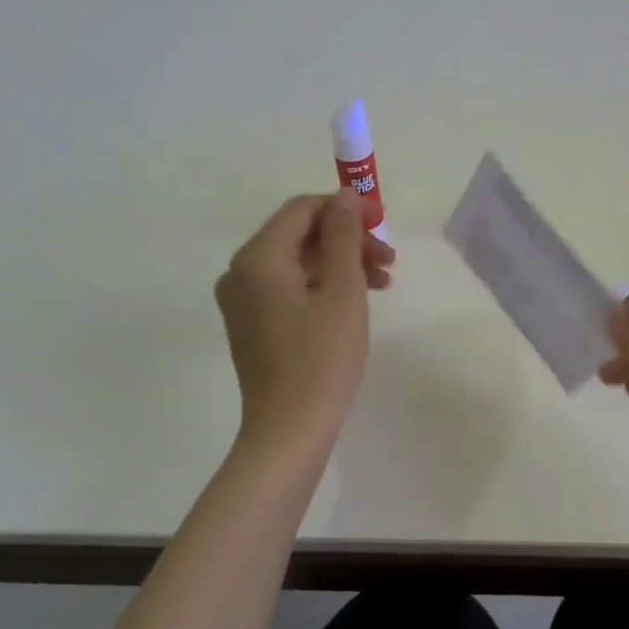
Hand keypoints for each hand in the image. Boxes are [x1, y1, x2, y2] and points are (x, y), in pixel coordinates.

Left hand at [215, 189, 393, 447]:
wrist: (289, 431)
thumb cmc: (322, 357)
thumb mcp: (343, 290)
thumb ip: (343, 235)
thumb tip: (344, 196)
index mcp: (258, 257)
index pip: (303, 209)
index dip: (345, 208)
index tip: (383, 221)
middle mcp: (241, 272)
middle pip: (300, 235)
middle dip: (347, 240)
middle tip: (388, 260)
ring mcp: (242, 300)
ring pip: (297, 262)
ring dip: (340, 263)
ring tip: (382, 281)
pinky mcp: (251, 324)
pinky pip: (288, 287)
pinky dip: (322, 285)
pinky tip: (355, 300)